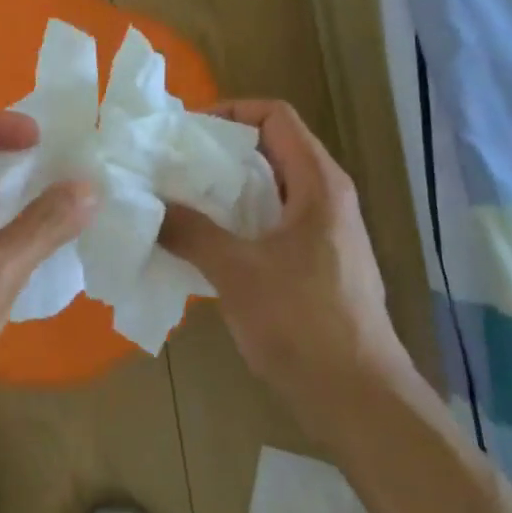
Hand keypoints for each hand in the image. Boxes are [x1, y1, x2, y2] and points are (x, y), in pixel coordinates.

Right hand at [159, 100, 412, 443]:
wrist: (361, 400)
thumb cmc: (303, 324)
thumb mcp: (238, 273)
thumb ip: (192, 232)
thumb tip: (150, 205)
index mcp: (318, 183)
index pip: (276, 115)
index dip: (231, 111)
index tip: (187, 134)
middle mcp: (328, 197)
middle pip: (272, 148)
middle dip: (221, 153)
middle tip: (173, 167)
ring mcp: (326, 232)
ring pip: (271, 188)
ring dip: (227, 189)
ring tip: (181, 202)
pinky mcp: (320, 263)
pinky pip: (274, 222)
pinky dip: (240, 220)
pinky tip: (207, 244)